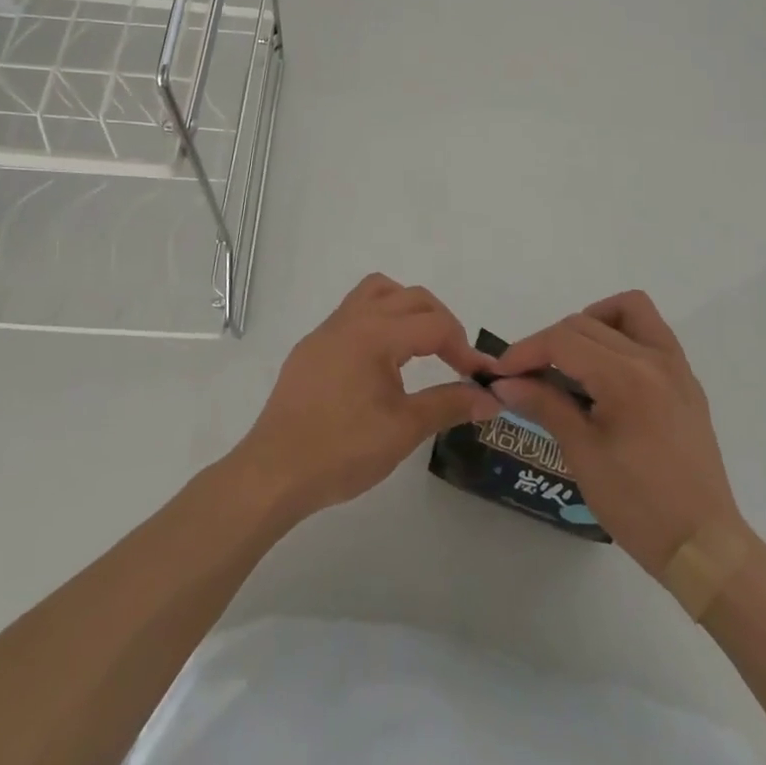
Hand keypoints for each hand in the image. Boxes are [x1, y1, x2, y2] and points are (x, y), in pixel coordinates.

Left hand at [233, 274, 499, 521]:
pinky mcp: (312, 347)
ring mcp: (327, 330)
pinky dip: (378, 321)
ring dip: (405, 308)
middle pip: (409, 297)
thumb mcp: (404, 429)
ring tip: (420, 345)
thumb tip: (491, 397)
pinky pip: (353, 313)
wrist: (275, 471)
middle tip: (456, 359)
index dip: (463, 348)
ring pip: (376, 292)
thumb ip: (449, 405)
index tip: (478, 378)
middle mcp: (351, 319)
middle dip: (440, 321)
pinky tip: (381, 363)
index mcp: (375, 333)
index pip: (434, 324)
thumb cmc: (342, 450)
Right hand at [491, 292, 746, 577]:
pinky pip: (651, 332)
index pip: (562, 341)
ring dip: (592, 322)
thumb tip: (504, 383)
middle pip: (585, 323)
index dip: (524, 351)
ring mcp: (675, 366)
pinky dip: (623, 334)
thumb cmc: (638, 506)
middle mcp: (653, 358)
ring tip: (572, 359)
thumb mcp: (583, 454)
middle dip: (549, 343)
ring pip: (628, 310)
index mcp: (626, 377)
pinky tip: (605, 371)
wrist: (704, 547)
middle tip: (527, 377)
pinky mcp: (686, 380)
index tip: (499, 373)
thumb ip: (544, 405)